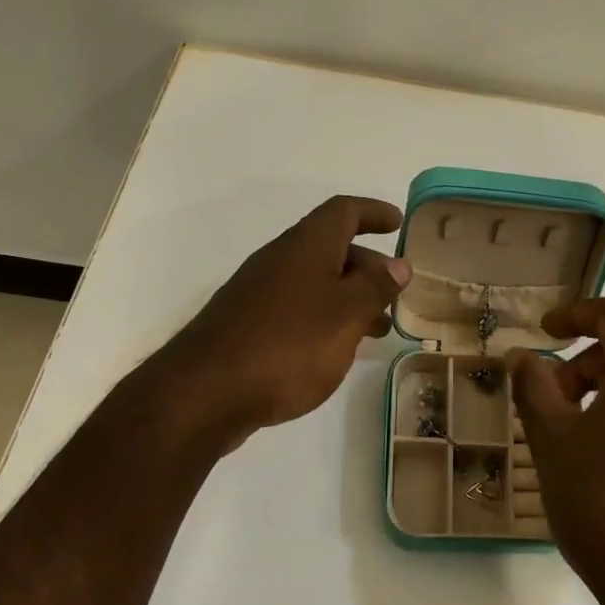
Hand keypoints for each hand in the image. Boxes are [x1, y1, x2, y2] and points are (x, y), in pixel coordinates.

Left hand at [143, 196, 410, 446]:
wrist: (206, 393)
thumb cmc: (289, 345)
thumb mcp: (345, 314)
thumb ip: (375, 287)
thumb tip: (398, 264)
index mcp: (306, 246)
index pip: (343, 212)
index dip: (373, 212)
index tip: (398, 223)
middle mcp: (280, 260)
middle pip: (331, 248)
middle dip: (368, 265)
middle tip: (395, 292)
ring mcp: (260, 293)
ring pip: (315, 282)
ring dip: (349, 297)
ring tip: (377, 329)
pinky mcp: (248, 325)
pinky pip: (298, 308)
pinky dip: (325, 317)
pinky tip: (335, 349)